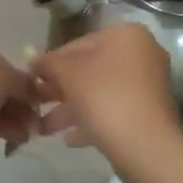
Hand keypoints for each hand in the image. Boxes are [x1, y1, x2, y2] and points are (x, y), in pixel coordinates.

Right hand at [32, 24, 182, 167]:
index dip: (52, 62)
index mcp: (126, 35)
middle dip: (60, 89)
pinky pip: (114, 111)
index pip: (78, 44)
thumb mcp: (67, 73)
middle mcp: (142, 55)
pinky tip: (70, 139)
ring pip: (100, 92)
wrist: (145, 147)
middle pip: (90, 69)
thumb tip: (34, 60)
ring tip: (45, 128)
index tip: (33, 81)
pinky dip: (92, 121)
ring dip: (71, 109)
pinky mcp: (149, 114)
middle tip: (37, 104)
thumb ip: (48, 62)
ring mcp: (148, 86)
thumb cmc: (104, 98)